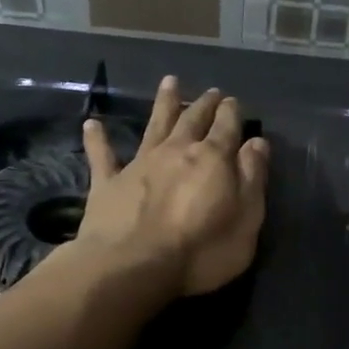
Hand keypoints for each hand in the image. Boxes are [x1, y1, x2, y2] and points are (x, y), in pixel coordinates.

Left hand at [77, 76, 269, 296]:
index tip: (234, 102)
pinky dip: (98, 140)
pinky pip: (103, 156)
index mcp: (213, 158)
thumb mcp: (246, 218)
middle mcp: (177, 151)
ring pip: (154, 126)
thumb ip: (253, 178)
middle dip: (205, 104)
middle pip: (193, 120)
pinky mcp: (108, 182)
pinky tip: (92, 125)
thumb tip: (257, 143)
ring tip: (169, 82)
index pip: (227, 127)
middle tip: (212, 92)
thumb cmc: (201, 249)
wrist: (133, 266)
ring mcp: (140, 164)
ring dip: (163, 104)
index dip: (232, 113)